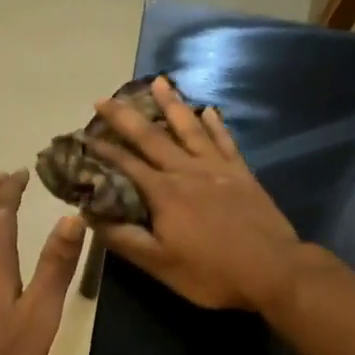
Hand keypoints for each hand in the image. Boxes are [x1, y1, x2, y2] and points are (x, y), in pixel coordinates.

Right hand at [89, 76, 302, 310]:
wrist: (273, 270)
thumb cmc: (212, 273)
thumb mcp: (160, 264)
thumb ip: (125, 239)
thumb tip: (90, 216)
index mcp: (164, 193)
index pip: (125, 165)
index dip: (102, 150)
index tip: (82, 136)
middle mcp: (187, 171)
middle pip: (152, 137)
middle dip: (126, 117)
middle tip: (104, 99)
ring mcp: (218, 169)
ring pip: (189, 128)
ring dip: (171, 104)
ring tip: (158, 81)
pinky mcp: (242, 174)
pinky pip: (225, 141)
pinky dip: (214, 124)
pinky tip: (207, 110)